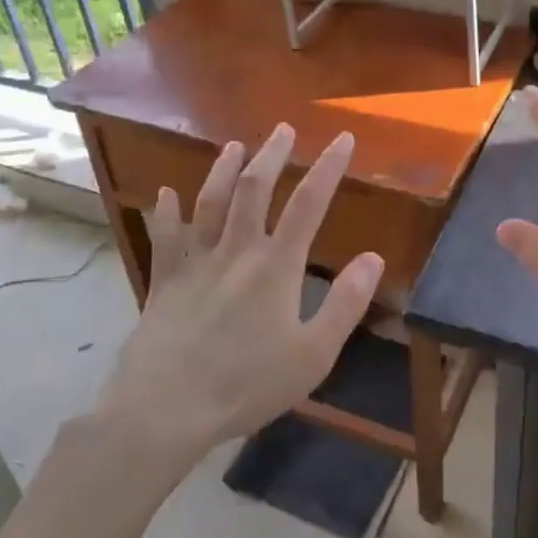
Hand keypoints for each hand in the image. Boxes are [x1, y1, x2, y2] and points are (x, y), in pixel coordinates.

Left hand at [96, 124, 382, 465]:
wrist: (165, 408)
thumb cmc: (246, 384)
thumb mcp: (313, 354)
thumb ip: (346, 304)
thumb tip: (374, 258)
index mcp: (276, 265)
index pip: (309, 203)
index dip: (329, 167)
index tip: (343, 138)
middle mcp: (236, 250)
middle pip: (255, 188)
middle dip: (273, 154)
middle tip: (283, 128)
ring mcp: (195, 261)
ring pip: (210, 201)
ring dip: (224, 169)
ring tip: (235, 146)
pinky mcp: (164, 279)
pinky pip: (165, 236)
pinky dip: (166, 211)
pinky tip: (165, 193)